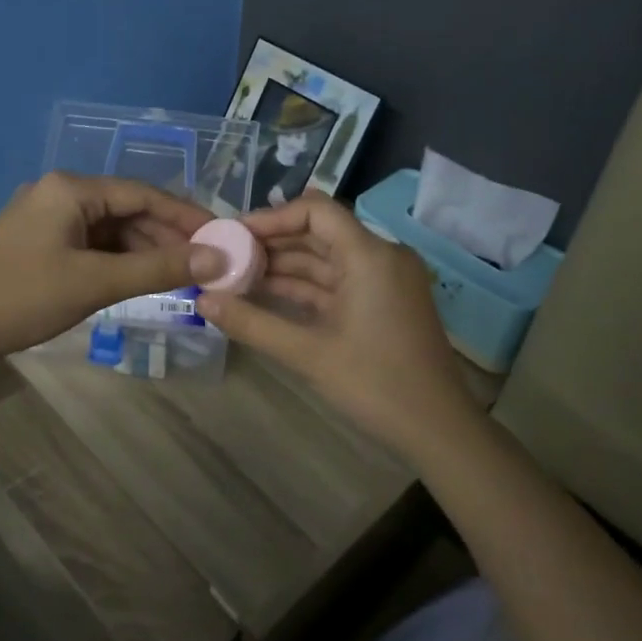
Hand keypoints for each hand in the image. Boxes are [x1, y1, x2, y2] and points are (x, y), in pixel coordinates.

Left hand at [0, 173, 221, 363]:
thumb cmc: (21, 296)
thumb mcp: (95, 282)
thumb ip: (159, 269)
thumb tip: (218, 258)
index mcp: (72, 188)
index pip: (144, 194)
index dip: (186, 216)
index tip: (222, 237)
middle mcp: (61, 194)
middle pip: (128, 210)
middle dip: (167, 237)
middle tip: (207, 265)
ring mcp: (49, 219)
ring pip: (111, 230)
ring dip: (145, 252)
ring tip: (183, 278)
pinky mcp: (41, 243)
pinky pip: (92, 245)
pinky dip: (119, 262)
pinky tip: (142, 281)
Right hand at [195, 193, 473, 455]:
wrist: (438, 429)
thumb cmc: (376, 385)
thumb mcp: (308, 353)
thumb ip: (252, 323)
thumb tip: (202, 301)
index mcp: (370, 255)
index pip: (316, 211)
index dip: (272, 217)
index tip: (234, 234)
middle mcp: (381, 256)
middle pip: (319, 232)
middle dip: (272, 243)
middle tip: (227, 256)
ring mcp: (384, 280)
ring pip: (326, 259)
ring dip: (285, 267)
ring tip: (237, 276)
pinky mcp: (383, 302)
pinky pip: (337, 282)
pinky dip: (305, 288)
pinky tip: (266, 295)